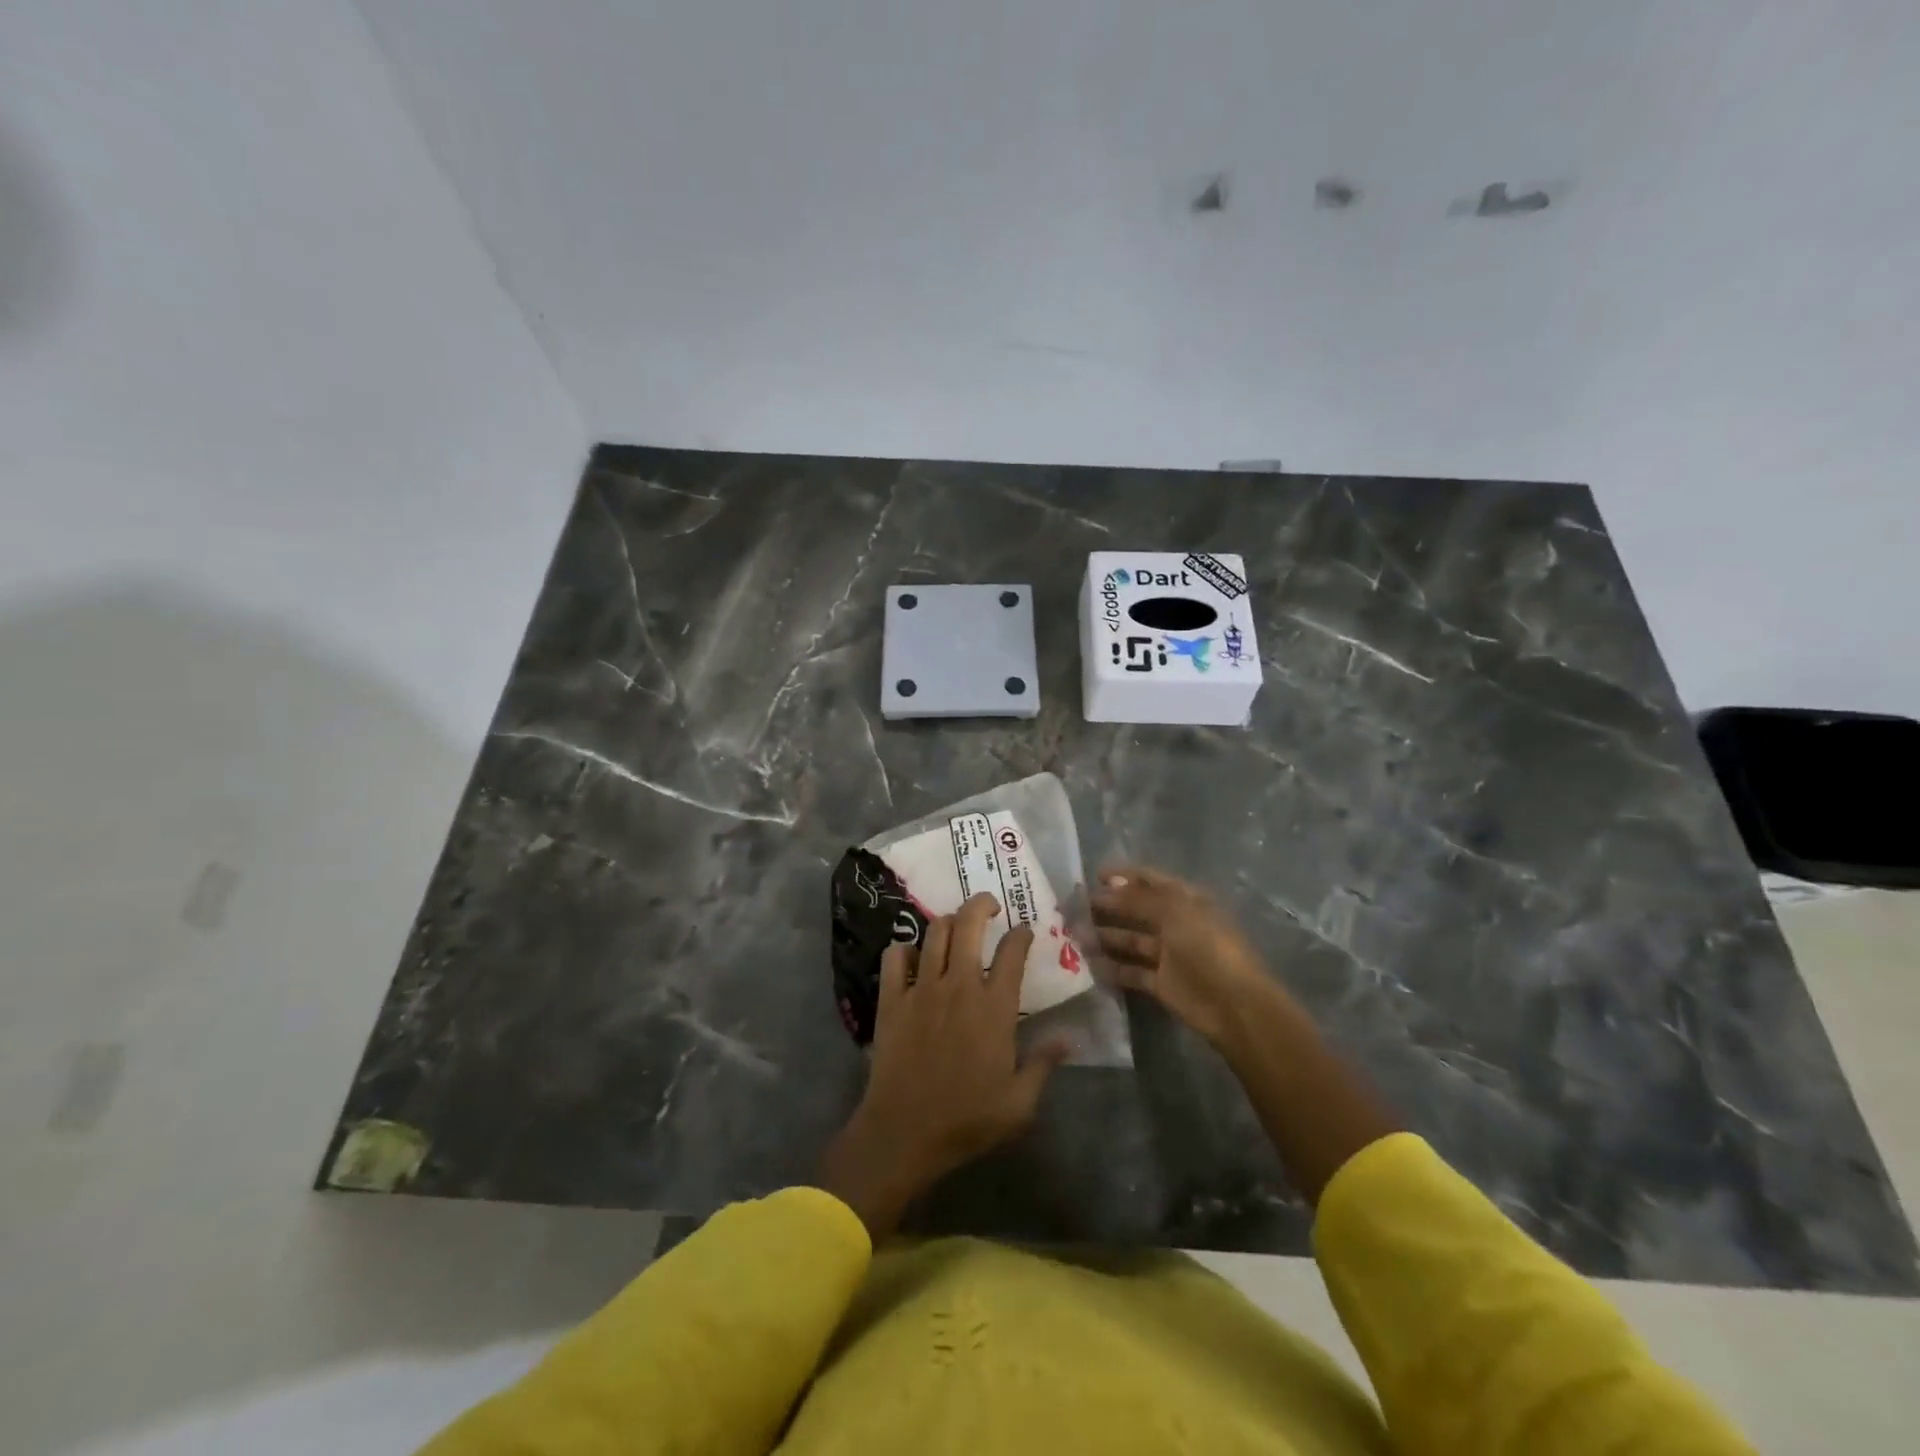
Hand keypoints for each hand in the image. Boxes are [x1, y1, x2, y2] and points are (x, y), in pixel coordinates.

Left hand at [819, 893, 1067, 1241]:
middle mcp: (959, 986)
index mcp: (994, 1008)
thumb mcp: (1020, 1103)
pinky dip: (904, 949)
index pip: (1013, 953)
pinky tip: (913, 957)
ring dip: (949, 921)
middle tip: (990, 906)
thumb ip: (1044, 1064)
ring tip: (957, 925)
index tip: (1024, 932)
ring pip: (935, 933)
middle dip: (982, 904)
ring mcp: (922, 989)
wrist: (905, 1132)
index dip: (1021, 934)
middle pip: (969, 924)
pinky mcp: (892, 999)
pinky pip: (894, 956)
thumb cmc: (967, 1119)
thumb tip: (1071, 1038)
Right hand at [1091, 864, 1286, 1046]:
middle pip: (1136, 910)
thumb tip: (1108, 886)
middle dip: (1107, 906)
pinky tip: (1087, 964)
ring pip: (1130, 940)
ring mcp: (1168, 954)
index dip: (1123, 875)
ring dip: (1104, 936)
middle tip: (1074, 907)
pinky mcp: (1161, 983)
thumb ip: (1138, 898)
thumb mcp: (1174, 912)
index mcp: (1185, 900)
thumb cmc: (1207, 946)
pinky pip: (1131, 971)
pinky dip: (1111, 968)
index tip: (1093, 876)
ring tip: (1073, 934)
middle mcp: (1175, 923)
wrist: (1234, 1004)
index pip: (1150, 880)